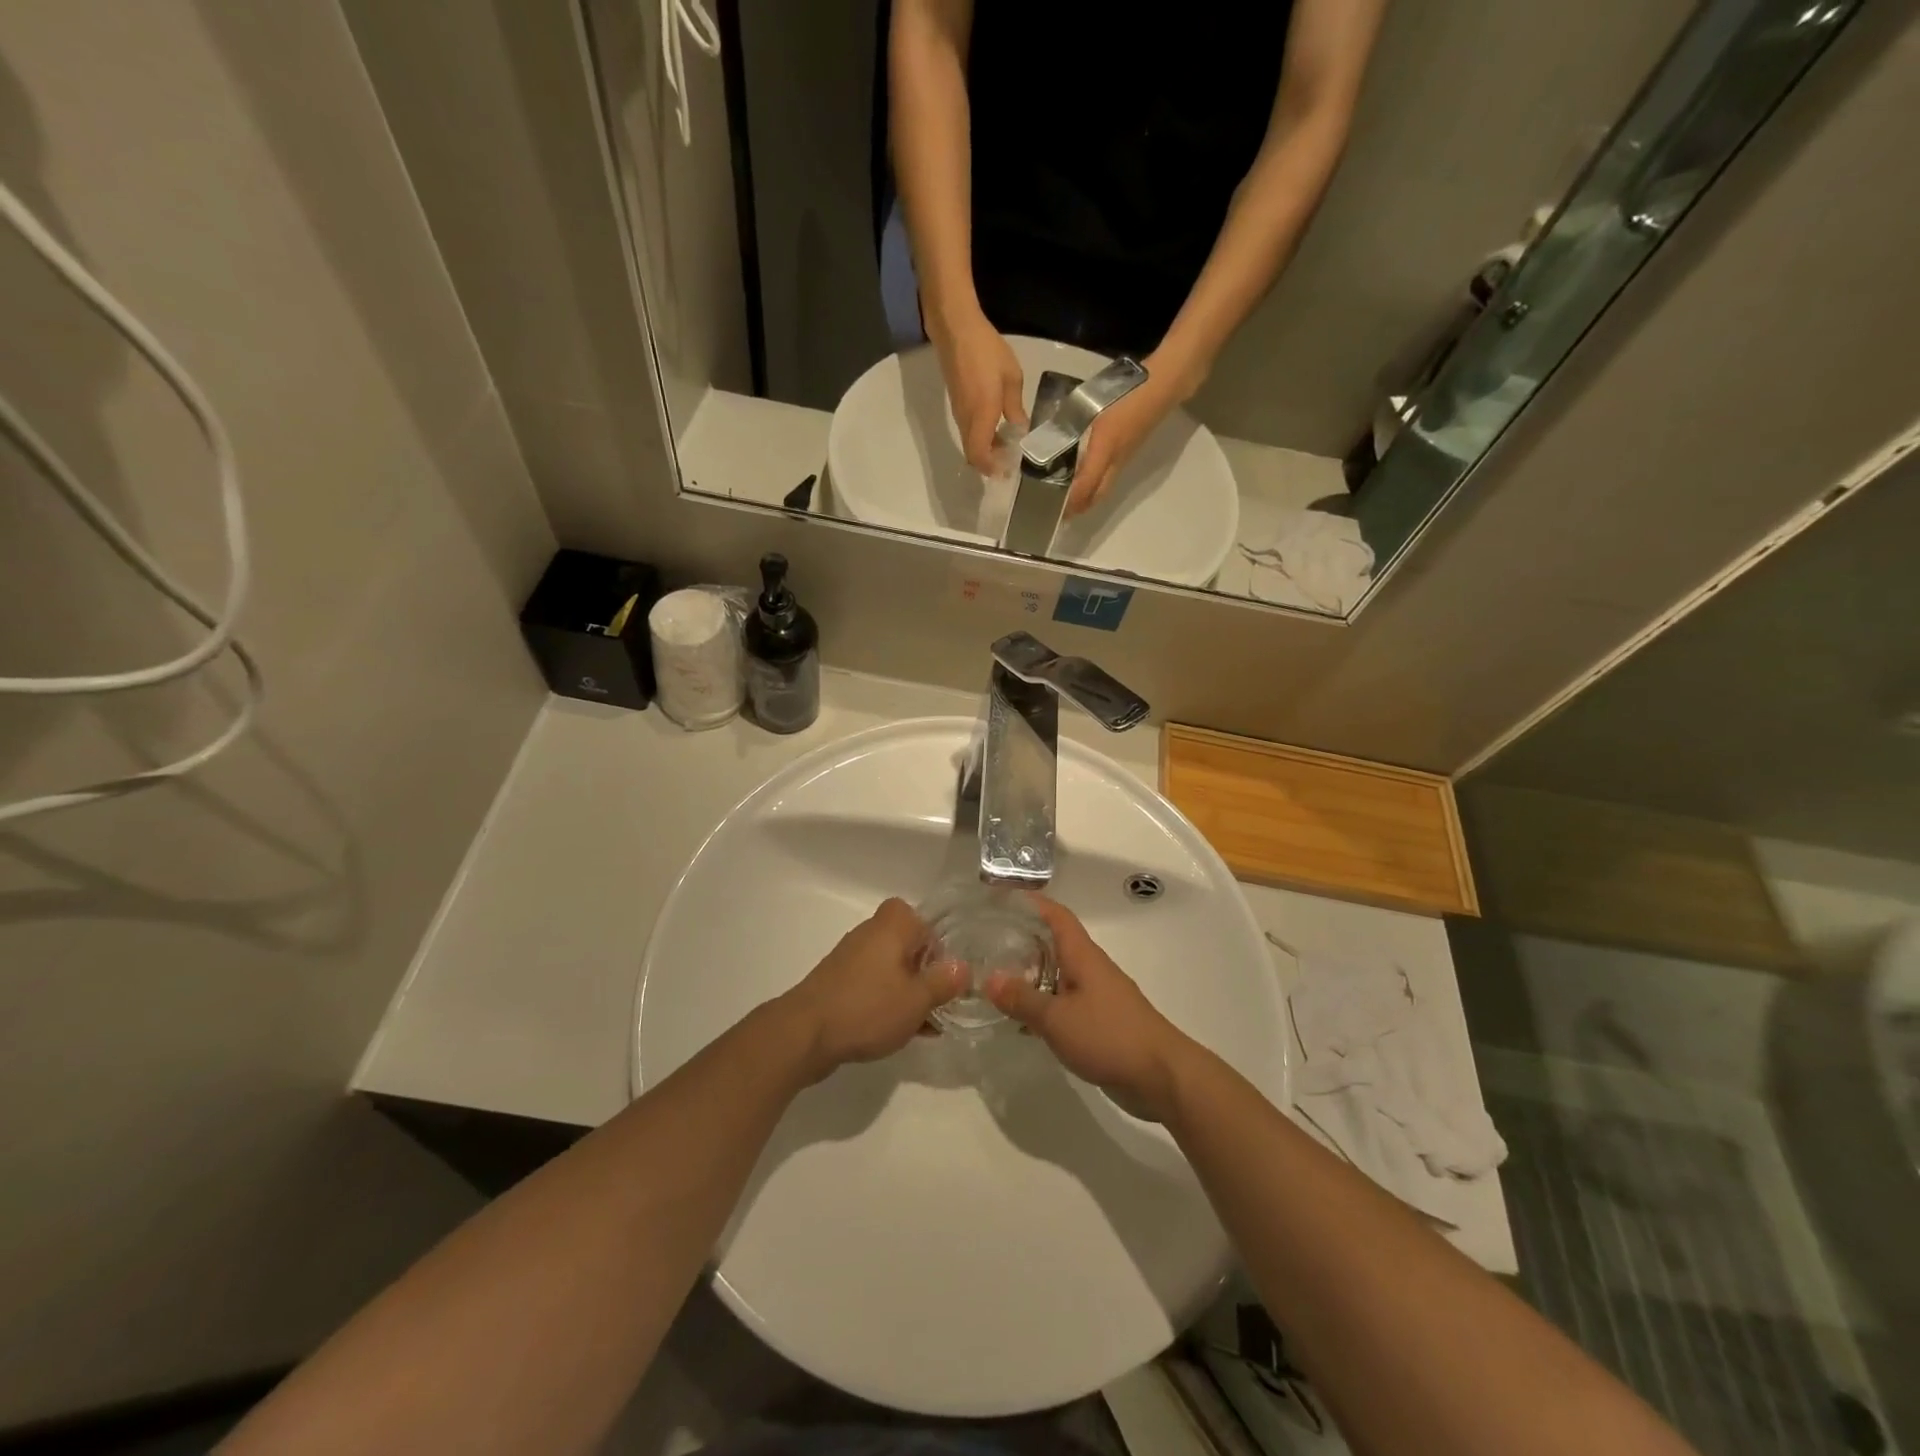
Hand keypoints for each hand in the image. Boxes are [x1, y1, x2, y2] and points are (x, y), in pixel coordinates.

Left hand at [781, 899, 966, 1080]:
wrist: (805, 1033)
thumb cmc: (868, 1008)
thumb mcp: (917, 999)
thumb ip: (944, 981)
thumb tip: (963, 967)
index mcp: (892, 926)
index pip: (923, 919)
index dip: (939, 945)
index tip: (946, 974)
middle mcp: (870, 933)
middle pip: (908, 945)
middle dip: (926, 972)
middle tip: (939, 1000)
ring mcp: (851, 958)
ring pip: (892, 968)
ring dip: (908, 991)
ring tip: (924, 1024)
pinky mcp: (838, 982)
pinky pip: (873, 985)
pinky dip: (888, 1002)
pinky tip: (899, 1031)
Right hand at [929, 305, 1025, 472]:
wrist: (955, 329)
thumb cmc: (986, 350)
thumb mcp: (1011, 377)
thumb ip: (1015, 407)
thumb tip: (1020, 429)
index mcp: (981, 415)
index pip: (979, 455)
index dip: (990, 468)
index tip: (1006, 472)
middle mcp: (967, 420)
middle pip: (972, 454)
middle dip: (989, 463)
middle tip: (1008, 463)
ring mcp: (959, 412)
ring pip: (970, 443)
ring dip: (986, 450)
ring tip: (1006, 447)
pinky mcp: (957, 404)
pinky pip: (968, 430)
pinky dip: (981, 437)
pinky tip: (996, 428)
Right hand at [986, 897, 1192, 1119]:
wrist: (1161, 1075)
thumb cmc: (1108, 1035)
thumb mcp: (1057, 1018)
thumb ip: (1022, 998)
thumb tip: (988, 978)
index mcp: (1082, 955)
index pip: (1056, 915)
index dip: (1031, 902)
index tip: (1001, 900)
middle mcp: (1090, 967)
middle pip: (1055, 942)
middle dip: (1023, 938)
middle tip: (987, 943)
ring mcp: (1098, 994)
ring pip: (1058, 973)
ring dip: (1031, 973)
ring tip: (996, 980)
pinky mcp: (1101, 1020)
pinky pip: (1065, 1001)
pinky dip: (1044, 1003)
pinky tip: (1023, 1020)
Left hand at [1065, 367, 1186, 517]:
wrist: (1163, 386)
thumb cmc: (1126, 392)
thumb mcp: (1091, 404)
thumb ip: (1070, 424)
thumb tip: (1048, 440)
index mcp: (1105, 449)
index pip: (1086, 486)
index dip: (1070, 501)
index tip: (1052, 507)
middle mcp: (1116, 461)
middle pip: (1097, 495)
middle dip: (1078, 507)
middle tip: (1058, 512)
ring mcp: (1124, 459)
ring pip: (1104, 488)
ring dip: (1087, 498)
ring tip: (1067, 500)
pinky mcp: (1129, 453)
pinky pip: (1109, 477)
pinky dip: (1094, 484)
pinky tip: (1083, 478)